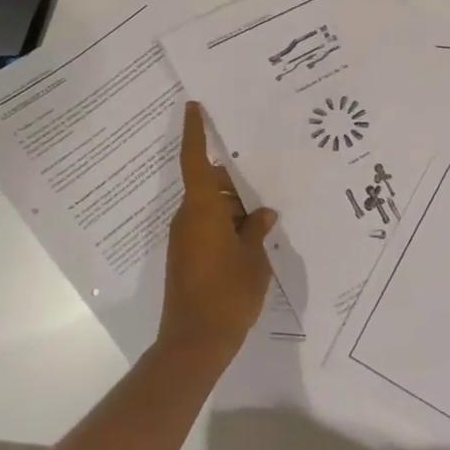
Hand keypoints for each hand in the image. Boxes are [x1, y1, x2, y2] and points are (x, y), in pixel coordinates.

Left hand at [158, 101, 277, 363]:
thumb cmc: (227, 294)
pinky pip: (207, 226)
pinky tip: (252, 234)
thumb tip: (264, 213)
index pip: (195, 160)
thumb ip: (257, 230)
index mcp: (202, 210)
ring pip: (210, 207)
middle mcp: (188, 218)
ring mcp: (184, 239)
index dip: (195, 132)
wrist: (194, 343)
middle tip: (264, 173)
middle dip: (233, 180)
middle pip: (208, 184)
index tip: (194, 106)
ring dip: (233, 205)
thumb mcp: (253, 258)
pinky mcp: (186, 257)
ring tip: (265, 208)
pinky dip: (227, 224)